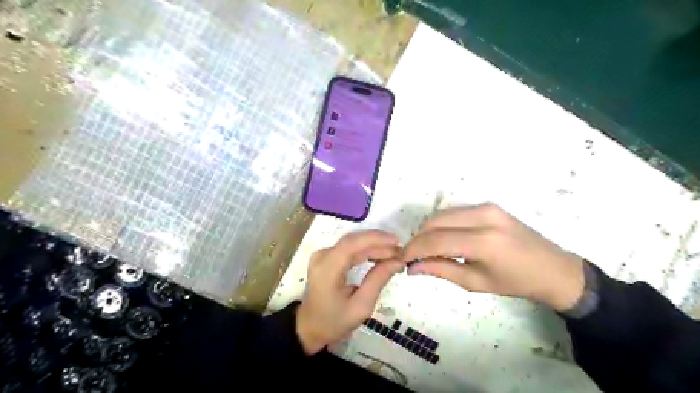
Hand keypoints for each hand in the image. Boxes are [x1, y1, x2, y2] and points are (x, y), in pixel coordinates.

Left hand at [296, 229, 404, 354]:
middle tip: (401, 252)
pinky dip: (366, 250)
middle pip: (353, 241)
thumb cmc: (334, 321)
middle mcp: (322, 256)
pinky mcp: (327, 257)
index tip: (397, 242)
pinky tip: (380, 255)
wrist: (310, 327)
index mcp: (327, 269)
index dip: (376, 239)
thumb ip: (378, 280)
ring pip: (352, 243)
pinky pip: (349, 249)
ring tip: (395, 253)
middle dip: (379, 243)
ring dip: (374, 246)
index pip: (352, 244)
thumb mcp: (360, 306)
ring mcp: (323, 255)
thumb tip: (397, 261)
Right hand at [402, 204, 582, 310]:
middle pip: (435, 222)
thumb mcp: (475, 282)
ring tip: (426, 248)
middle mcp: (483, 217)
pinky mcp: (488, 205)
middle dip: (419, 238)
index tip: (402, 259)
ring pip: (443, 214)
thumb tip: (413, 267)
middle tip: (413, 255)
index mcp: (484, 242)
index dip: (414, 249)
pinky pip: (455, 212)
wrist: (553, 269)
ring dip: (429, 230)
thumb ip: (441, 270)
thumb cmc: (516, 282)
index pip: (436, 240)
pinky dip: (443, 224)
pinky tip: (443, 238)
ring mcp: (487, 207)